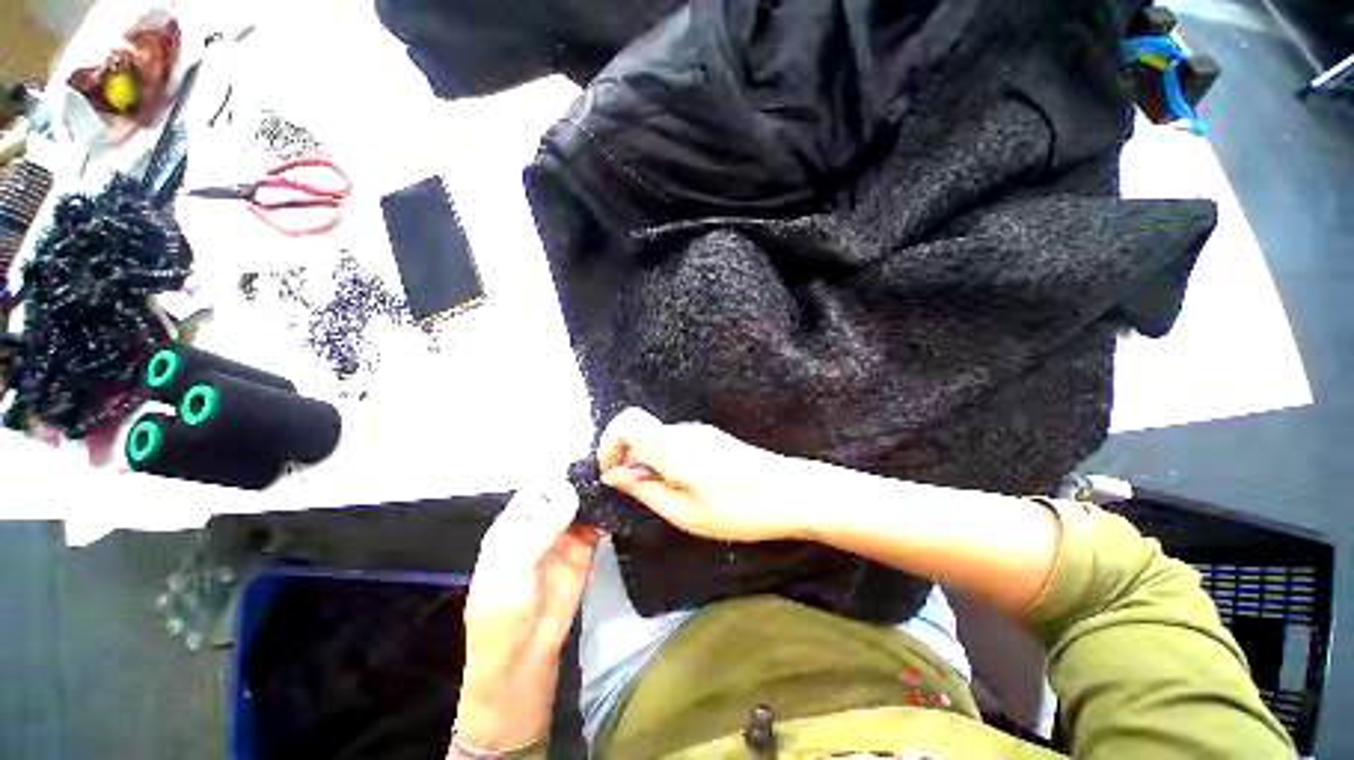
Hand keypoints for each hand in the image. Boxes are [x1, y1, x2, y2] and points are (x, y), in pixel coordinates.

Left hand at [456, 483, 599, 750]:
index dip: (556, 479)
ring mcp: (565, 535)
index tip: (579, 477)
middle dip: (581, 482)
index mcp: (515, 522)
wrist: (522, 656)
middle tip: (606, 473)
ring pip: (582, 504)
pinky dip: (606, 514)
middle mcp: (541, 522)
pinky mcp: (585, 550)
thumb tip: (572, 493)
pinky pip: (597, 524)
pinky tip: (618, 505)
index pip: (538, 486)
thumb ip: (542, 527)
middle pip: (563, 490)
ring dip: (596, 495)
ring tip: (616, 484)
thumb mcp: (513, 565)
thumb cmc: (502, 610)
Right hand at [597, 407, 809, 542]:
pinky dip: (667, 461)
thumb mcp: (684, 513)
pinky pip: (677, 443)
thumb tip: (613, 475)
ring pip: (658, 438)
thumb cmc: (737, 510)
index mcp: (671, 445)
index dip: (609, 444)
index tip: (611, 473)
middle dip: (628, 458)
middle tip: (638, 494)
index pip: (626, 422)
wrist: (791, 493)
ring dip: (648, 462)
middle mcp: (683, 431)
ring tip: (665, 496)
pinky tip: (685, 487)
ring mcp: (700, 432)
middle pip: (640, 431)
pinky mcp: (712, 439)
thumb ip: (645, 490)